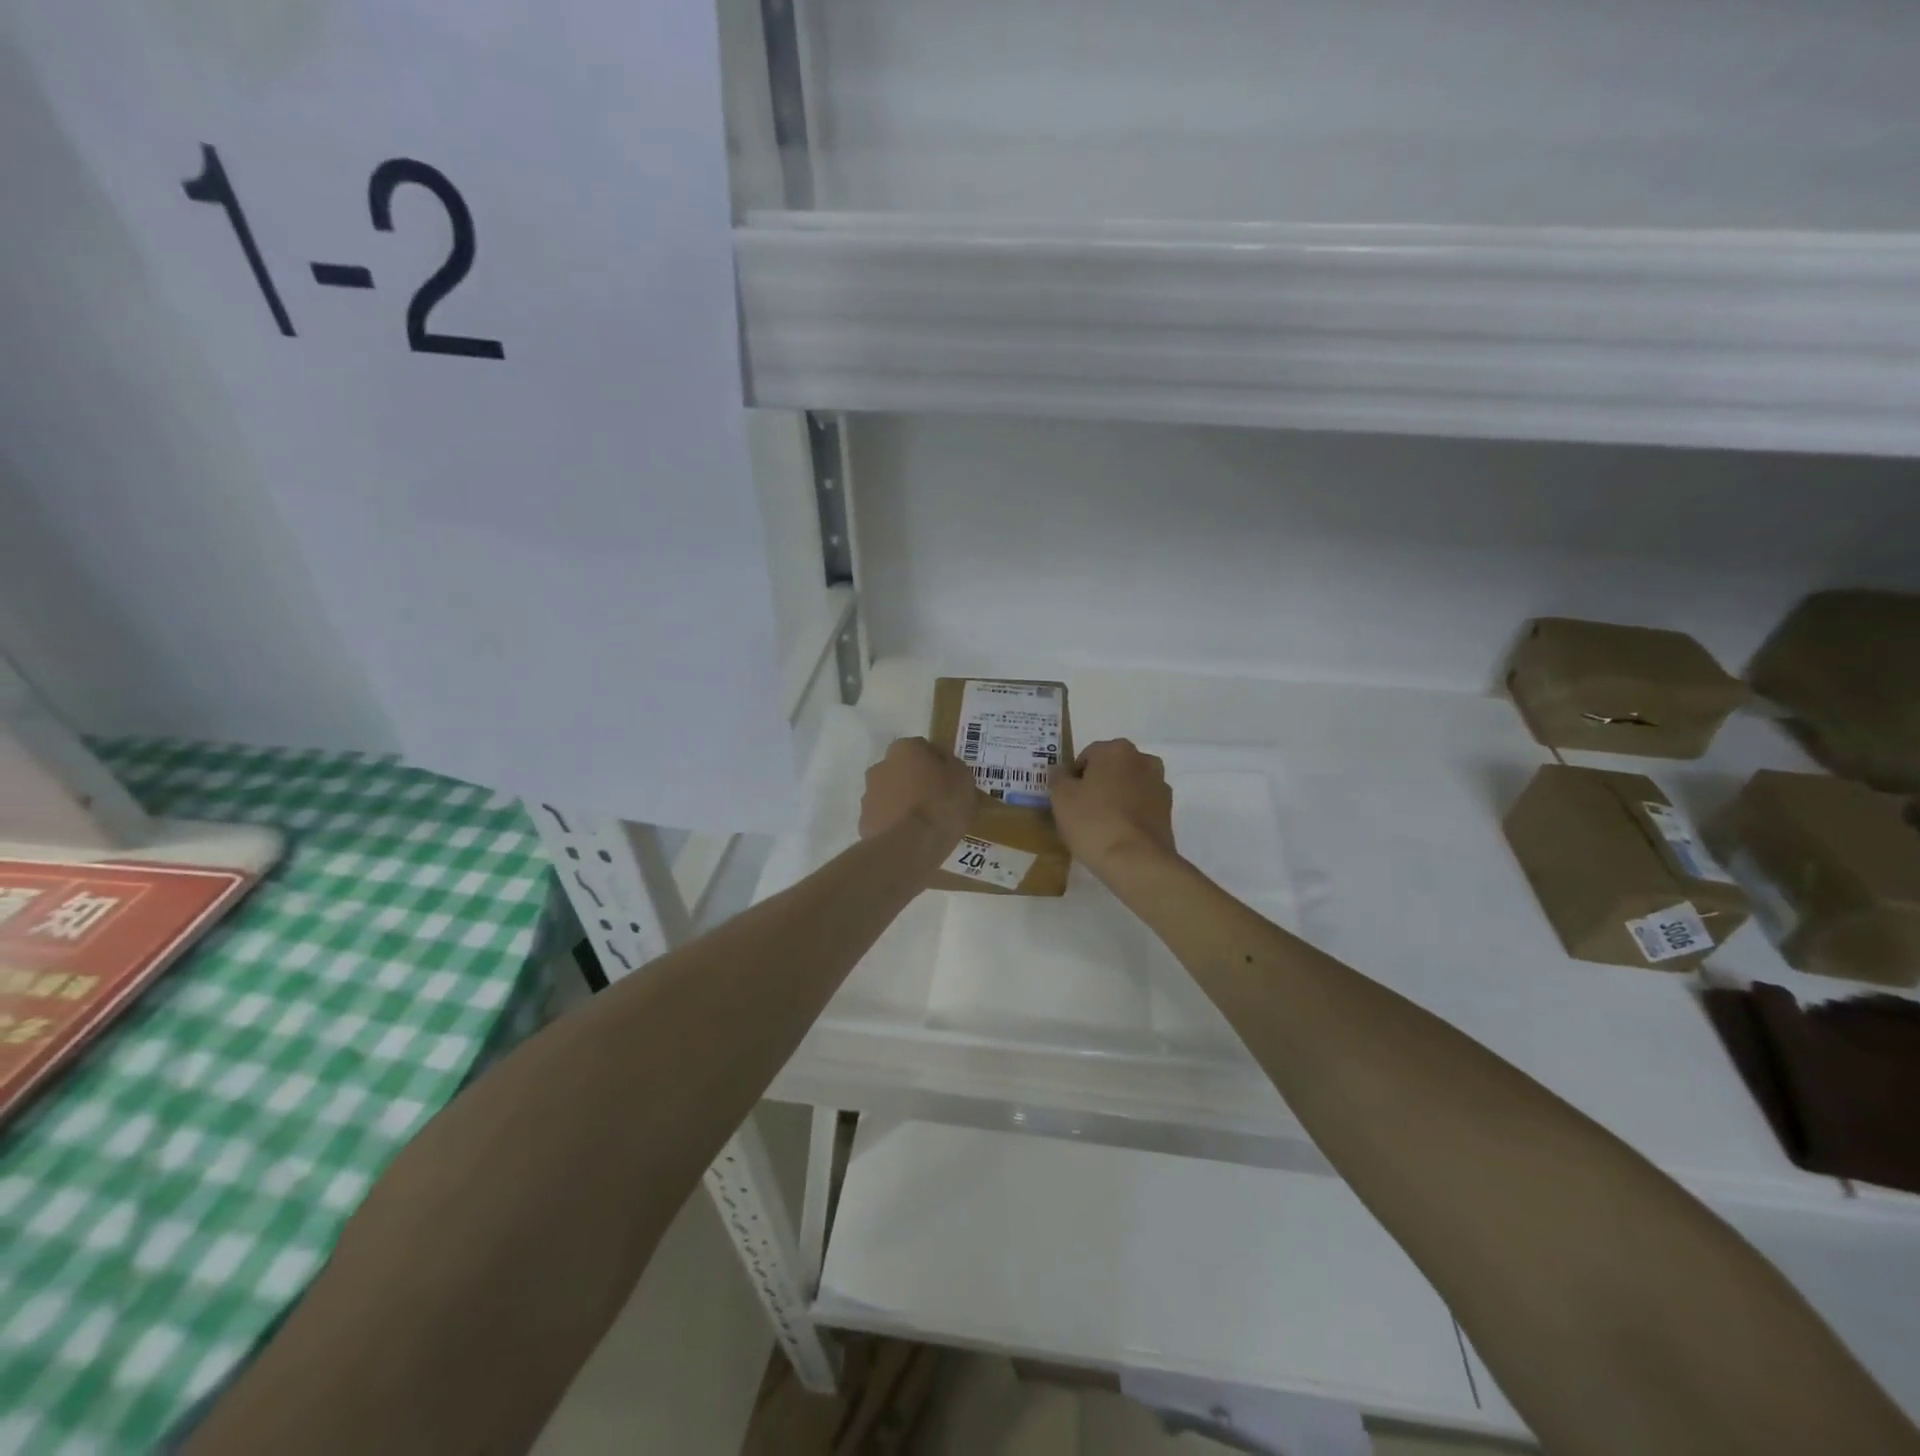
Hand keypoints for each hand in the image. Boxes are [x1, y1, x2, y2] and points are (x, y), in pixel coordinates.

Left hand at [860, 738, 978, 846]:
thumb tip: (944, 765)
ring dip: (903, 802)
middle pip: (903, 770)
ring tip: (924, 824)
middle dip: (916, 781)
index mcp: (905, 748)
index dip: (939, 764)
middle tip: (937, 801)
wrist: (910, 845)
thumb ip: (952, 766)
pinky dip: (895, 824)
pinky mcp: (864, 822)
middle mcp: (881, 766)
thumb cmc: (941, 804)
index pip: (924, 748)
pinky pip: (885, 818)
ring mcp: (869, 795)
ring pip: (890, 794)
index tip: (950, 781)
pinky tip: (911, 838)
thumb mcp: (963, 779)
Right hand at [1048, 739, 1176, 877]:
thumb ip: (1058, 777)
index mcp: (1116, 749)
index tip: (1066, 799)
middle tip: (1081, 810)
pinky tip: (1118, 834)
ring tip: (1101, 825)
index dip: (1073, 777)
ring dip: (1116, 797)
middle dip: (1098, 784)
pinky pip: (1141, 806)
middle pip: (1111, 768)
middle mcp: (1143, 760)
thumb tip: (1061, 770)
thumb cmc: (1093, 821)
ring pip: (1129, 786)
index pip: (1087, 756)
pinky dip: (1131, 813)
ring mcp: (1159, 785)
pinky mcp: (1168, 811)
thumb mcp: (1061, 797)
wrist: (1136, 861)